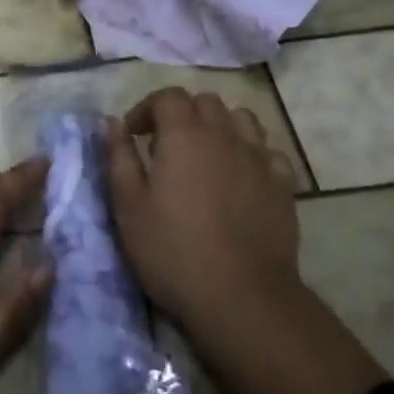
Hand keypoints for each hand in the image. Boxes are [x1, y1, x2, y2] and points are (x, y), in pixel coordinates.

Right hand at [107, 87, 387, 393]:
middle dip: (183, 114)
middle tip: (167, 145)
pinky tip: (243, 177)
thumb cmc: (173, 251)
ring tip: (207, 156)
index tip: (134, 135)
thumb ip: (118, 157)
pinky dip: (253, 154)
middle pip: (205, 102)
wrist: (242, 298)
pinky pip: (269, 152)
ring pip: (241, 119)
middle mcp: (224, 134)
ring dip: (220, 127)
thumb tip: (110, 122)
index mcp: (184, 134)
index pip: (168, 96)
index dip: (147, 108)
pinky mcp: (283, 185)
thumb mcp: (129, 206)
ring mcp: (259, 157)